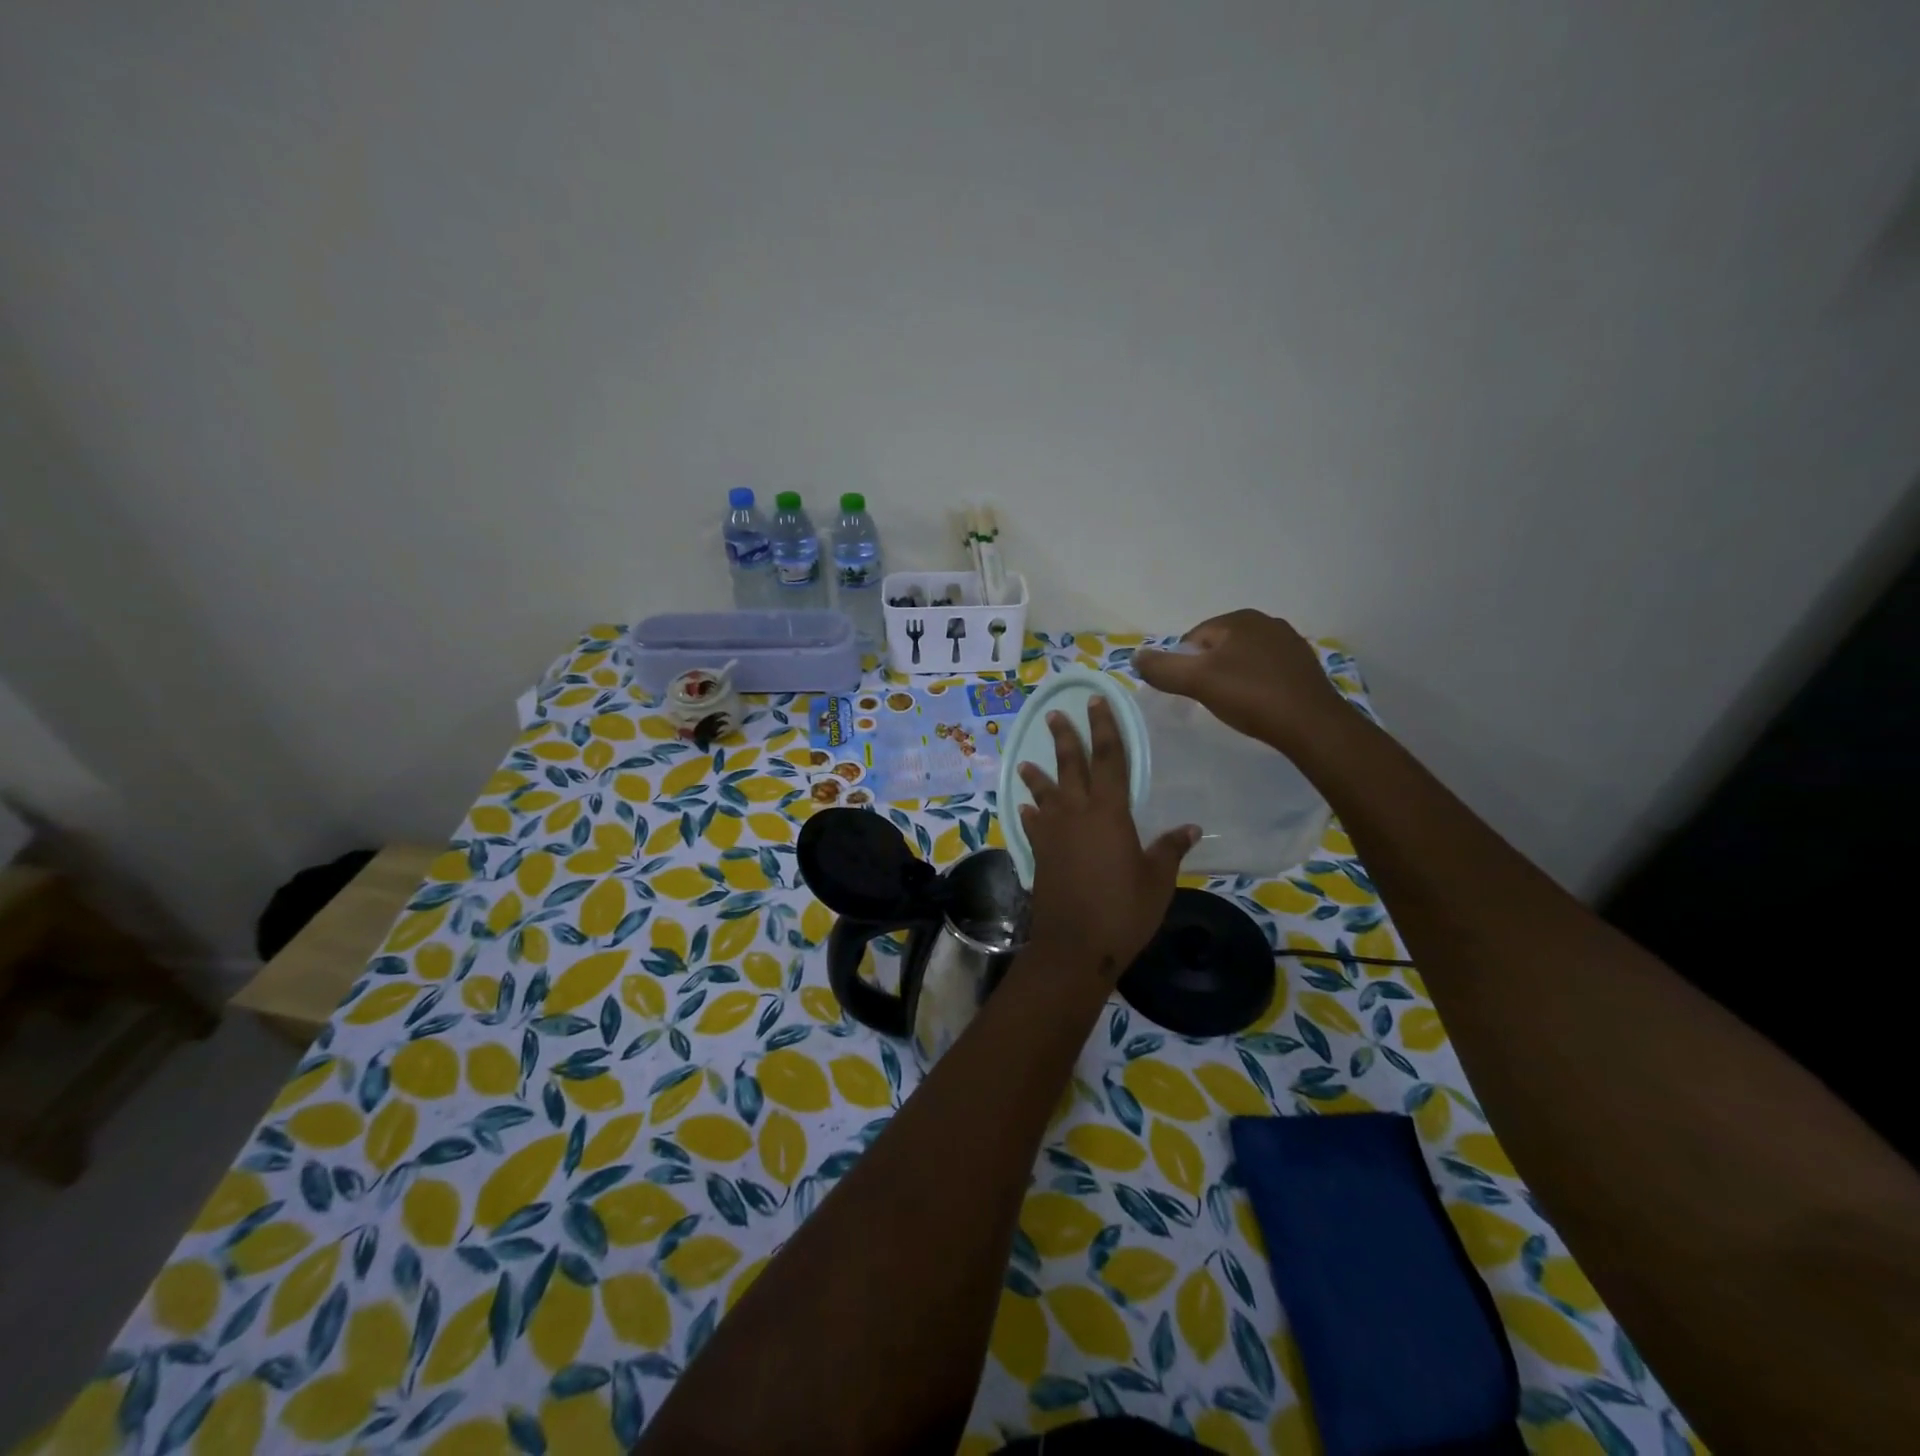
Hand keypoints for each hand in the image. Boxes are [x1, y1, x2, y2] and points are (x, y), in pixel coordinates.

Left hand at [1016, 698, 1197, 981]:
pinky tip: (1027, 809)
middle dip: (1064, 737)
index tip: (1097, 701)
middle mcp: (1076, 813)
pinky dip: (1031, 813)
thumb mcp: (1157, 880)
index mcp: (1109, 812)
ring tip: (1028, 761)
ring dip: (1037, 774)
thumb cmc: (1123, 911)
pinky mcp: (1039, 853)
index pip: (1109, 758)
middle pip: (1070, 766)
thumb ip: (1170, 849)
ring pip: (1044, 793)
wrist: (1075, 946)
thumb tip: (1191, 827)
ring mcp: (1052, 833)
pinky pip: (1033, 824)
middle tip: (1054, 714)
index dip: (1105, 727)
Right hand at [1133, 609, 1349, 750]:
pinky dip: (1256, 685)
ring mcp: (1290, 643)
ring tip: (1234, 705)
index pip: (1193, 638)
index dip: (1184, 666)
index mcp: (1240, 619)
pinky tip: (1259, 705)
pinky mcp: (1305, 666)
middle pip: (1219, 647)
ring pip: (1243, 659)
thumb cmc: (1251, 696)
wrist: (1312, 725)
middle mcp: (1267, 622)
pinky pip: (1266, 671)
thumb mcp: (1197, 682)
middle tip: (1210, 700)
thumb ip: (1162, 668)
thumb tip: (1135, 657)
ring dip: (1233, 678)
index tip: (1190, 692)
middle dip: (1209, 671)